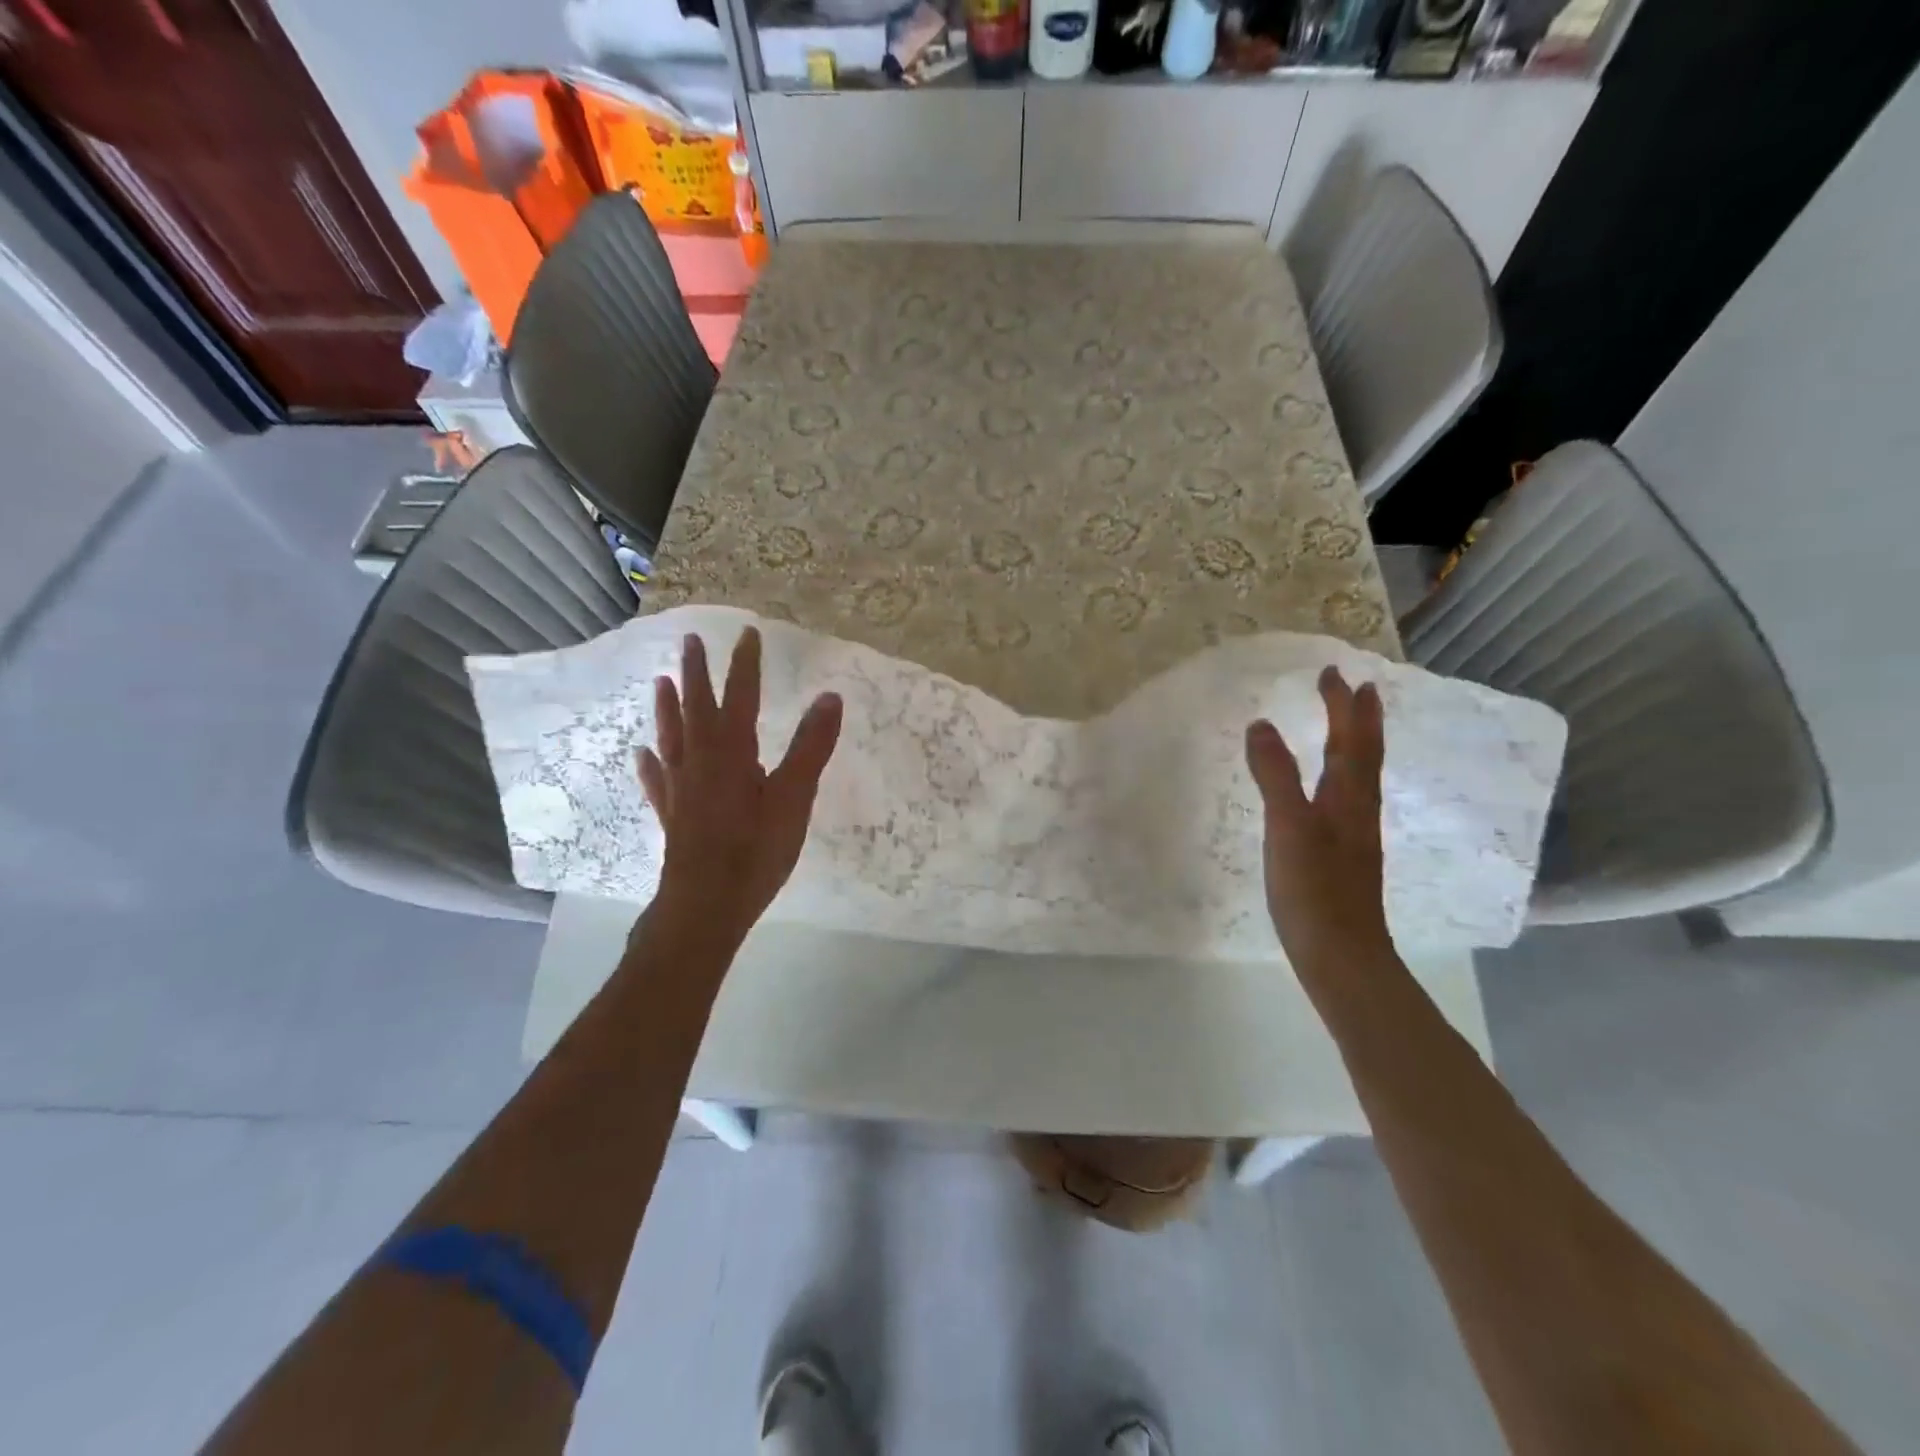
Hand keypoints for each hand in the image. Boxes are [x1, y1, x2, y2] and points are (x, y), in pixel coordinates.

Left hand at [636, 629, 842, 942]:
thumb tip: (830, 697)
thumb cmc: (756, 850)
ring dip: (667, 707)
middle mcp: (700, 759)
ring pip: (671, 736)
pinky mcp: (672, 813)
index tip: (747, 633)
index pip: (741, 696)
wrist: (706, 904)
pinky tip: (641, 753)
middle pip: (697, 706)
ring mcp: (680, 787)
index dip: (744, 664)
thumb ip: (812, 746)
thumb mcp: (795, 797)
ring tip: (661, 681)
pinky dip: (650, 763)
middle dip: (696, 672)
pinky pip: (657, 779)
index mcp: (733, 751)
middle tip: (690, 641)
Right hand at [1245, 666, 1393, 966]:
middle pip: (1364, 754)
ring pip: (1360, 776)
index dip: (1342, 706)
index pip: (1349, 740)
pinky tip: (1331, 788)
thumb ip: (1276, 776)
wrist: (1342, 956)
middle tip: (1353, 687)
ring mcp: (1354, 834)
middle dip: (1358, 718)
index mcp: (1348, 798)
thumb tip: (1261, 724)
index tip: (1333, 673)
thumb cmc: (1314, 890)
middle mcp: (1358, 810)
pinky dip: (1343, 775)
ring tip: (1347, 725)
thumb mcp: (1288, 828)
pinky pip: (1348, 797)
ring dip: (1355, 743)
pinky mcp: (1344, 855)